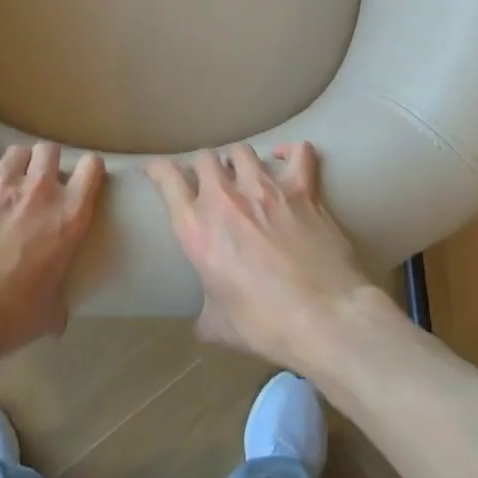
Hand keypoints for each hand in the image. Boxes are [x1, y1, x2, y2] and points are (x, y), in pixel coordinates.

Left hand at [0, 131, 104, 364]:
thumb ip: (60, 302)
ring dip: (13, 163)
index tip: (80, 179)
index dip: (87, 170)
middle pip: (49, 150)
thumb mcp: (49, 314)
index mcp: (69, 217)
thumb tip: (59, 315)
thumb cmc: (7, 320)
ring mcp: (0, 183)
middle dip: (44, 163)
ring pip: (15, 150)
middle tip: (35, 183)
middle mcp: (40, 191)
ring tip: (3, 179)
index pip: (92, 168)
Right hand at [146, 143, 382, 368]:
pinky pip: (298, 153)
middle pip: (204, 158)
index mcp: (196, 227)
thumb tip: (204, 323)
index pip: (167, 178)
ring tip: (241, 172)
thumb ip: (206, 313)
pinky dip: (291, 151)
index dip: (157, 169)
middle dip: (203, 167)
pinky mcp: (301, 190)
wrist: (322, 317)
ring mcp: (265, 188)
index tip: (156, 169)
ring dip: (236, 160)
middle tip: (208, 182)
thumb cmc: (264, 324)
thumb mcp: (219, 325)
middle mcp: (225, 198)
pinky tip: (285, 156)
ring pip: (242, 151)